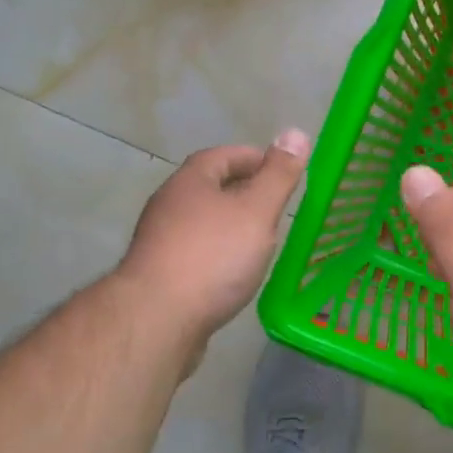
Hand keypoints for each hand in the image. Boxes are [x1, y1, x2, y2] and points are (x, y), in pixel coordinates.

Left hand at [117, 131, 309, 343]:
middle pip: (210, 187)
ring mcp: (159, 241)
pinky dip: (218, 253)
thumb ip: (278, 174)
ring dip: (229, 224)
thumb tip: (295, 132)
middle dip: (243, 191)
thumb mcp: (256, 210)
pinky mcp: (158, 275)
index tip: (281, 170)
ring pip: (202, 221)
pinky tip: (234, 272)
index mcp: (191, 181)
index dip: (254, 158)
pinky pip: (195, 252)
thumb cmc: (212, 256)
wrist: (156, 320)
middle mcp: (169, 204)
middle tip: (276, 205)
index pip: (223, 156)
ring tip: (260, 238)